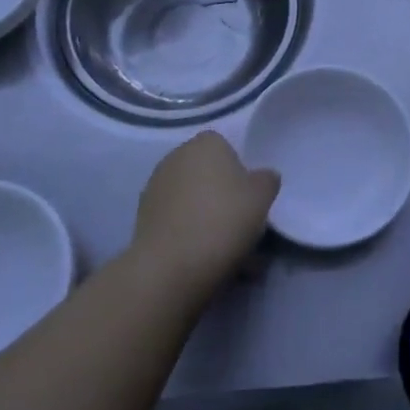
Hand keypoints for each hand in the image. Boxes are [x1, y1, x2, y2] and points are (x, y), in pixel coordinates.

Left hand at [131, 131, 280, 300]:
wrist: (171, 266)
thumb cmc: (223, 219)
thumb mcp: (263, 196)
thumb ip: (266, 180)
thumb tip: (261, 178)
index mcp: (206, 142)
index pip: (228, 148)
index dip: (241, 173)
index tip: (249, 199)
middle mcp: (176, 156)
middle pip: (208, 174)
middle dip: (222, 196)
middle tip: (240, 225)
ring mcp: (155, 187)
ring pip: (192, 201)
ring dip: (206, 218)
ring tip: (225, 252)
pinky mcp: (142, 218)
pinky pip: (176, 221)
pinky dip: (188, 235)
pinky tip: (203, 260)